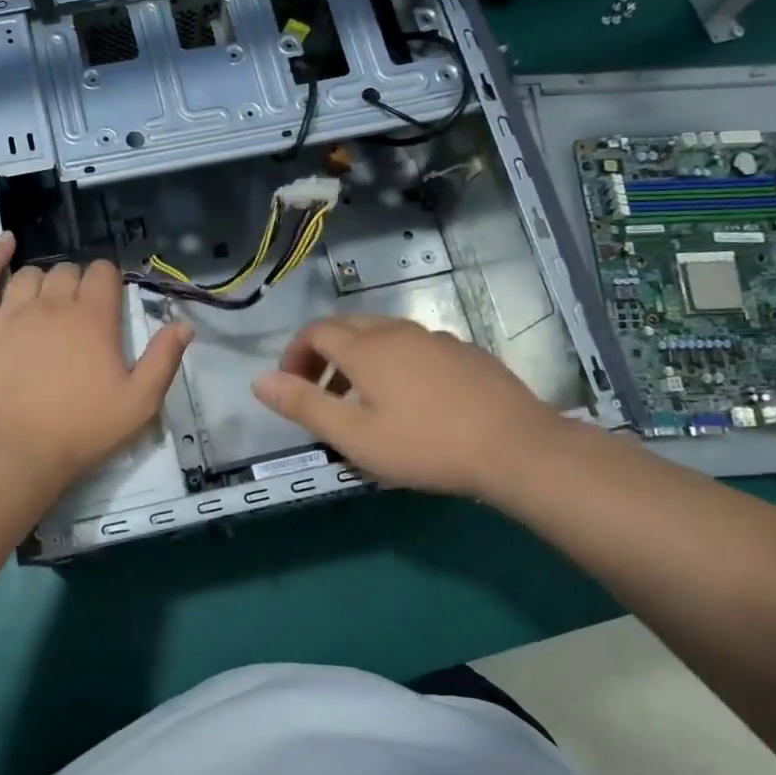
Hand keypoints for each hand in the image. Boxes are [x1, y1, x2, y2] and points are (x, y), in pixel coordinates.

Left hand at [0, 234, 192, 490]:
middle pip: (67, 271)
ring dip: (42, 280)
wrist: (11, 452)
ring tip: (44, 302)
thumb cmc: (80, 431)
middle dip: (76, 283)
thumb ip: (163, 360)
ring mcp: (10, 311)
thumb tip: (184, 324)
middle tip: (77, 313)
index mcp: (94, 318)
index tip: (107, 301)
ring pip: (30, 274)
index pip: (103, 273)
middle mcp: (52, 304)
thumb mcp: (139, 404)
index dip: (107, 281)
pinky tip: (4, 242)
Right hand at [252, 315, 566, 498]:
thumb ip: (304, 405)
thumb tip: (259, 380)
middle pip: (348, 327)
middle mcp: (398, 331)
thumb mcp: (353, 435)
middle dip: (323, 354)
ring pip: (384, 335)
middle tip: (320, 392)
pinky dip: (394, 363)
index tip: (291, 386)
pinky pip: (415, 347)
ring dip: (358, 359)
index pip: (316, 332)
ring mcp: (436, 339)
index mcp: (366, 348)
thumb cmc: (424, 445)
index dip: (295, 355)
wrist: (516, 447)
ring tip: (361, 400)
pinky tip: (410, 401)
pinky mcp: (466, 353)